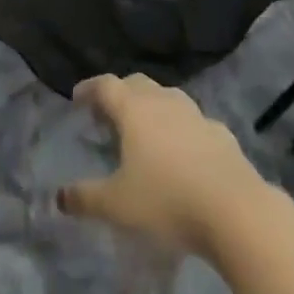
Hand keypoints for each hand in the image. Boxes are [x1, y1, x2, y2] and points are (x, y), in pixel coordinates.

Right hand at [58, 74, 269, 260]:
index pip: (105, 85)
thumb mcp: (118, 205)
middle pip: (136, 84)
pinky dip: (179, 129)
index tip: (77, 97)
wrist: (234, 208)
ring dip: (151, 108)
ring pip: (166, 98)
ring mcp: (195, 113)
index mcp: (134, 108)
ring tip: (144, 131)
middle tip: (108, 114)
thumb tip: (59, 197)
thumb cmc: (167, 200)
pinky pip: (191, 122)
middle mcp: (163, 100)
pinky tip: (182, 152)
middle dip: (119, 94)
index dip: (89, 88)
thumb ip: (86, 198)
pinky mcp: (219, 132)